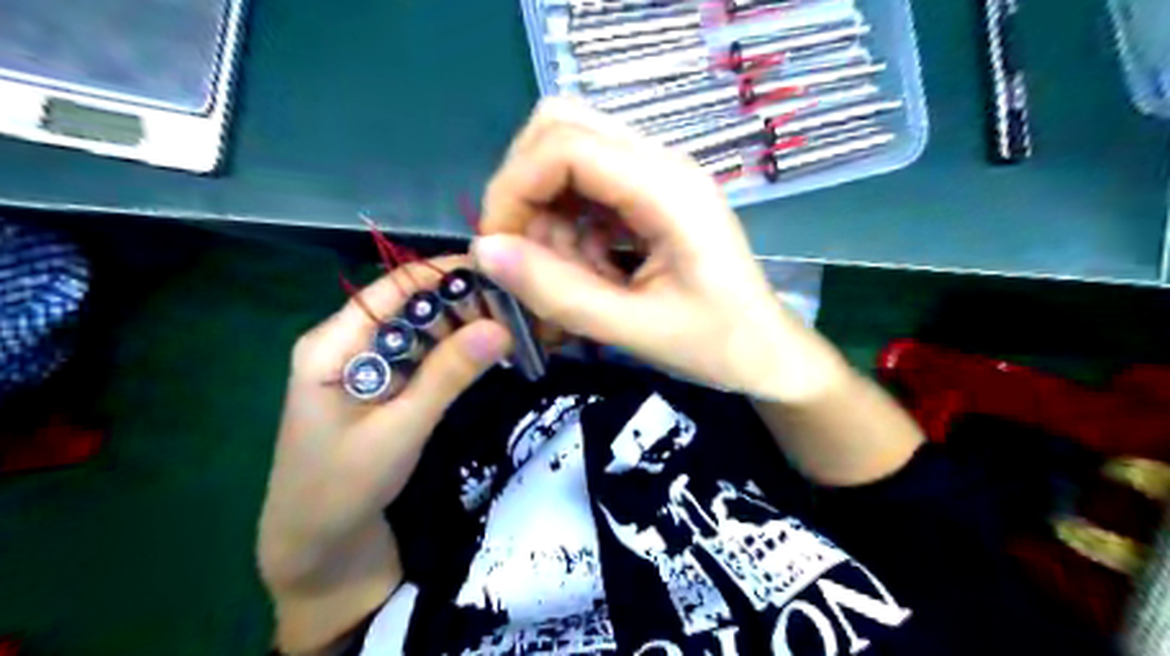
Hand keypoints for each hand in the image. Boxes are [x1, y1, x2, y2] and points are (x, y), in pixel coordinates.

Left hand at [256, 257, 512, 649]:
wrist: (316, 552)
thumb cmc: (340, 490)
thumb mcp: (399, 430)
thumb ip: (447, 375)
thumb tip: (501, 326)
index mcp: (333, 343)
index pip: (396, 288)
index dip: (447, 274)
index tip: (502, 275)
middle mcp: (349, 344)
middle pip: (412, 306)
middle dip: (463, 303)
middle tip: (519, 307)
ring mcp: (368, 367)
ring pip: (423, 331)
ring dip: (464, 327)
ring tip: (513, 325)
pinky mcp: (385, 389)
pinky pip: (424, 359)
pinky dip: (455, 353)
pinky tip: (487, 353)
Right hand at [470, 98, 846, 398]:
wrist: (766, 352)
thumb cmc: (715, 345)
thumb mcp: (634, 329)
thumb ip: (558, 292)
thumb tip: (485, 252)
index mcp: (668, 189)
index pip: (564, 143)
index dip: (514, 188)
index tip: (499, 250)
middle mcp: (662, 164)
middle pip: (561, 128)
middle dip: (524, 190)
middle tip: (526, 256)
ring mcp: (657, 176)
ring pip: (568, 158)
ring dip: (547, 215)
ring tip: (570, 278)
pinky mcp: (650, 197)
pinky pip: (587, 190)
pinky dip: (569, 227)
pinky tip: (589, 271)